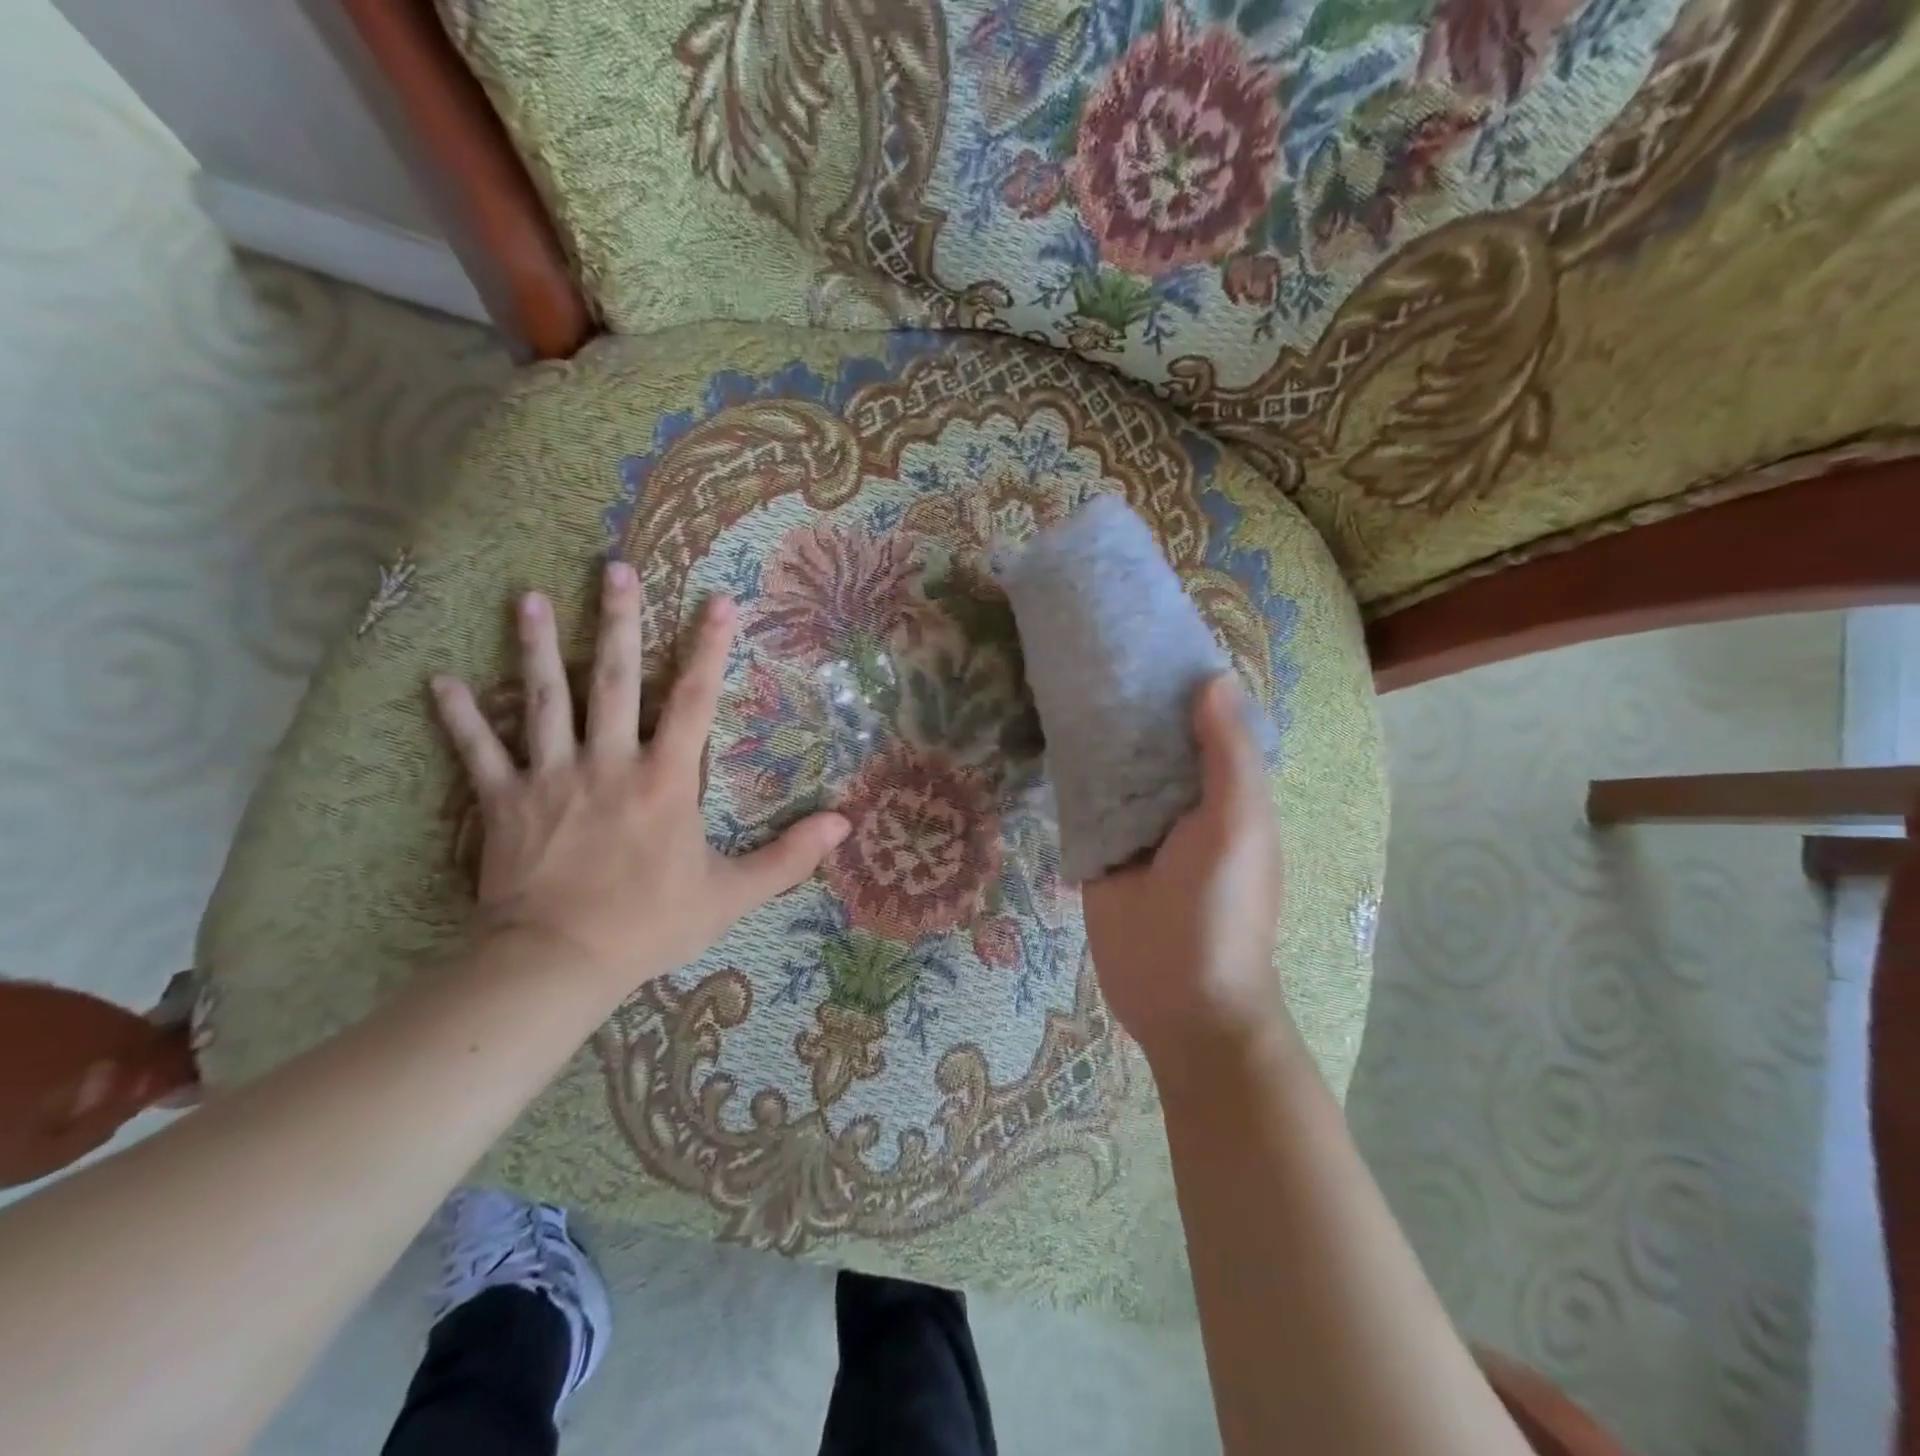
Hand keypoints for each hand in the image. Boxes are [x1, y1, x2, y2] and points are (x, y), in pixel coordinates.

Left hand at [430, 561, 849, 990]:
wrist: (558, 964)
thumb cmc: (651, 925)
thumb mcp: (733, 895)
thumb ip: (790, 857)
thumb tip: (845, 824)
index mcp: (665, 780)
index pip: (694, 700)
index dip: (710, 648)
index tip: (719, 600)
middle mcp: (609, 762)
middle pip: (615, 679)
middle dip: (619, 621)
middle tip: (614, 567)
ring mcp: (552, 777)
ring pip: (545, 699)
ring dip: (538, 647)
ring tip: (530, 598)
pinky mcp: (504, 802)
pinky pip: (478, 752)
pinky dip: (459, 716)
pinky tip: (439, 680)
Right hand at [1081, 675, 1288, 1078]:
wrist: (1179, 999)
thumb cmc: (1222, 909)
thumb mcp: (1238, 826)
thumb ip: (1227, 756)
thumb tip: (1214, 678)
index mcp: (1224, 789)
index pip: (1203, 721)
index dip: (1181, 680)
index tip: (1145, 635)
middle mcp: (1181, 799)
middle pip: (1153, 738)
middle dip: (1130, 699)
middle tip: (1089, 647)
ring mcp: (1136, 823)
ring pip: (1115, 764)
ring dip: (1097, 731)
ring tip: (1063, 675)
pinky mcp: (1098, 846)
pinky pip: (1084, 799)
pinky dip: (1071, 769)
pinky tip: (1046, 732)